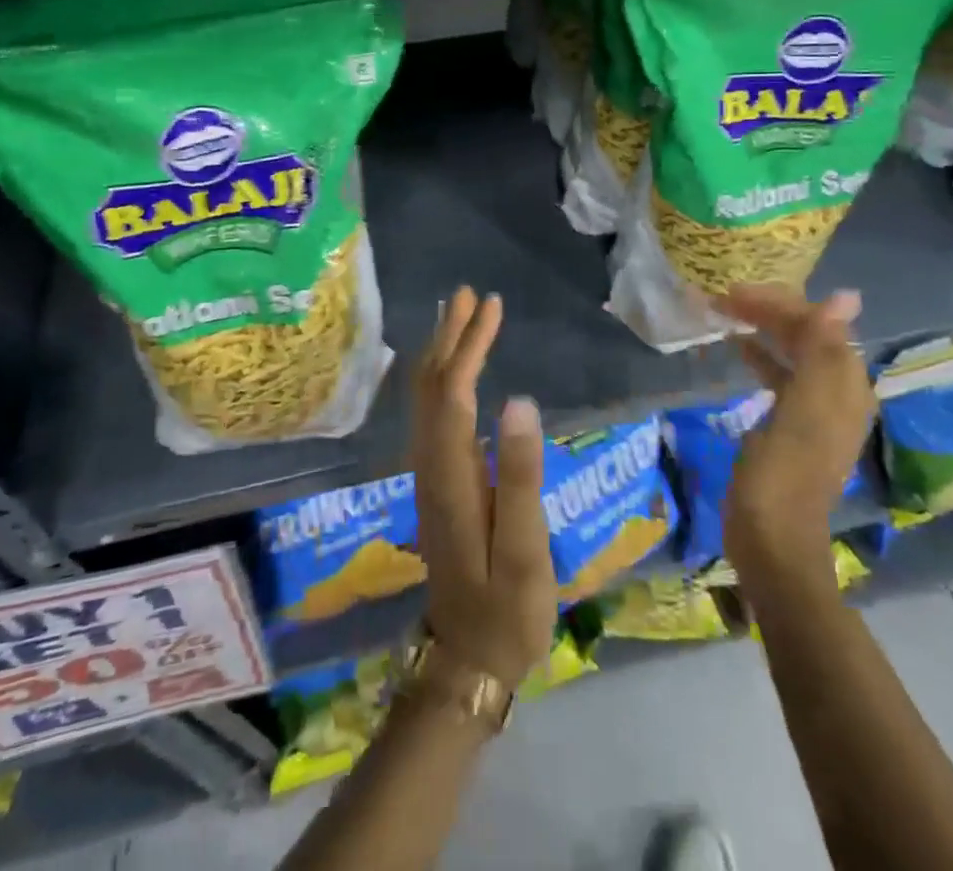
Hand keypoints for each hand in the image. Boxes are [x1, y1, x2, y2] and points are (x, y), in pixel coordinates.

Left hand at [408, 286, 557, 689]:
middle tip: (472, 295)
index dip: (469, 346)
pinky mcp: (437, 483)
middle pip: (433, 387)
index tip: (490, 307)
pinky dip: (442, 379)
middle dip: (451, 337)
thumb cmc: (506, 608)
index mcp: (451, 474)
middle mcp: (430, 465)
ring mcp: (430, 474)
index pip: (453, 393)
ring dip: (443, 353)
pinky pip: (432, 413)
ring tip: (461, 316)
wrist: (468, 658)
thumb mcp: (525, 549)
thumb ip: (520, 475)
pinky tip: (452, 371)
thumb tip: (519, 400)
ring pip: (427, 399)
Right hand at [715, 286, 874, 575]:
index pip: (818, 324)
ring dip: (763, 329)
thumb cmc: (783, 473)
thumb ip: (823, 351)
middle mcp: (838, 392)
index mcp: (846, 386)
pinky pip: (781, 374)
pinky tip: (737, 348)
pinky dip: (761, 355)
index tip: (732, 292)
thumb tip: (847, 296)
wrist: (771, 540)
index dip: (779, 303)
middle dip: (769, 311)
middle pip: (807, 335)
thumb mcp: (803, 409)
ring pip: (792, 351)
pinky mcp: (791, 424)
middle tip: (723, 298)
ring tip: (725, 313)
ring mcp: (815, 410)